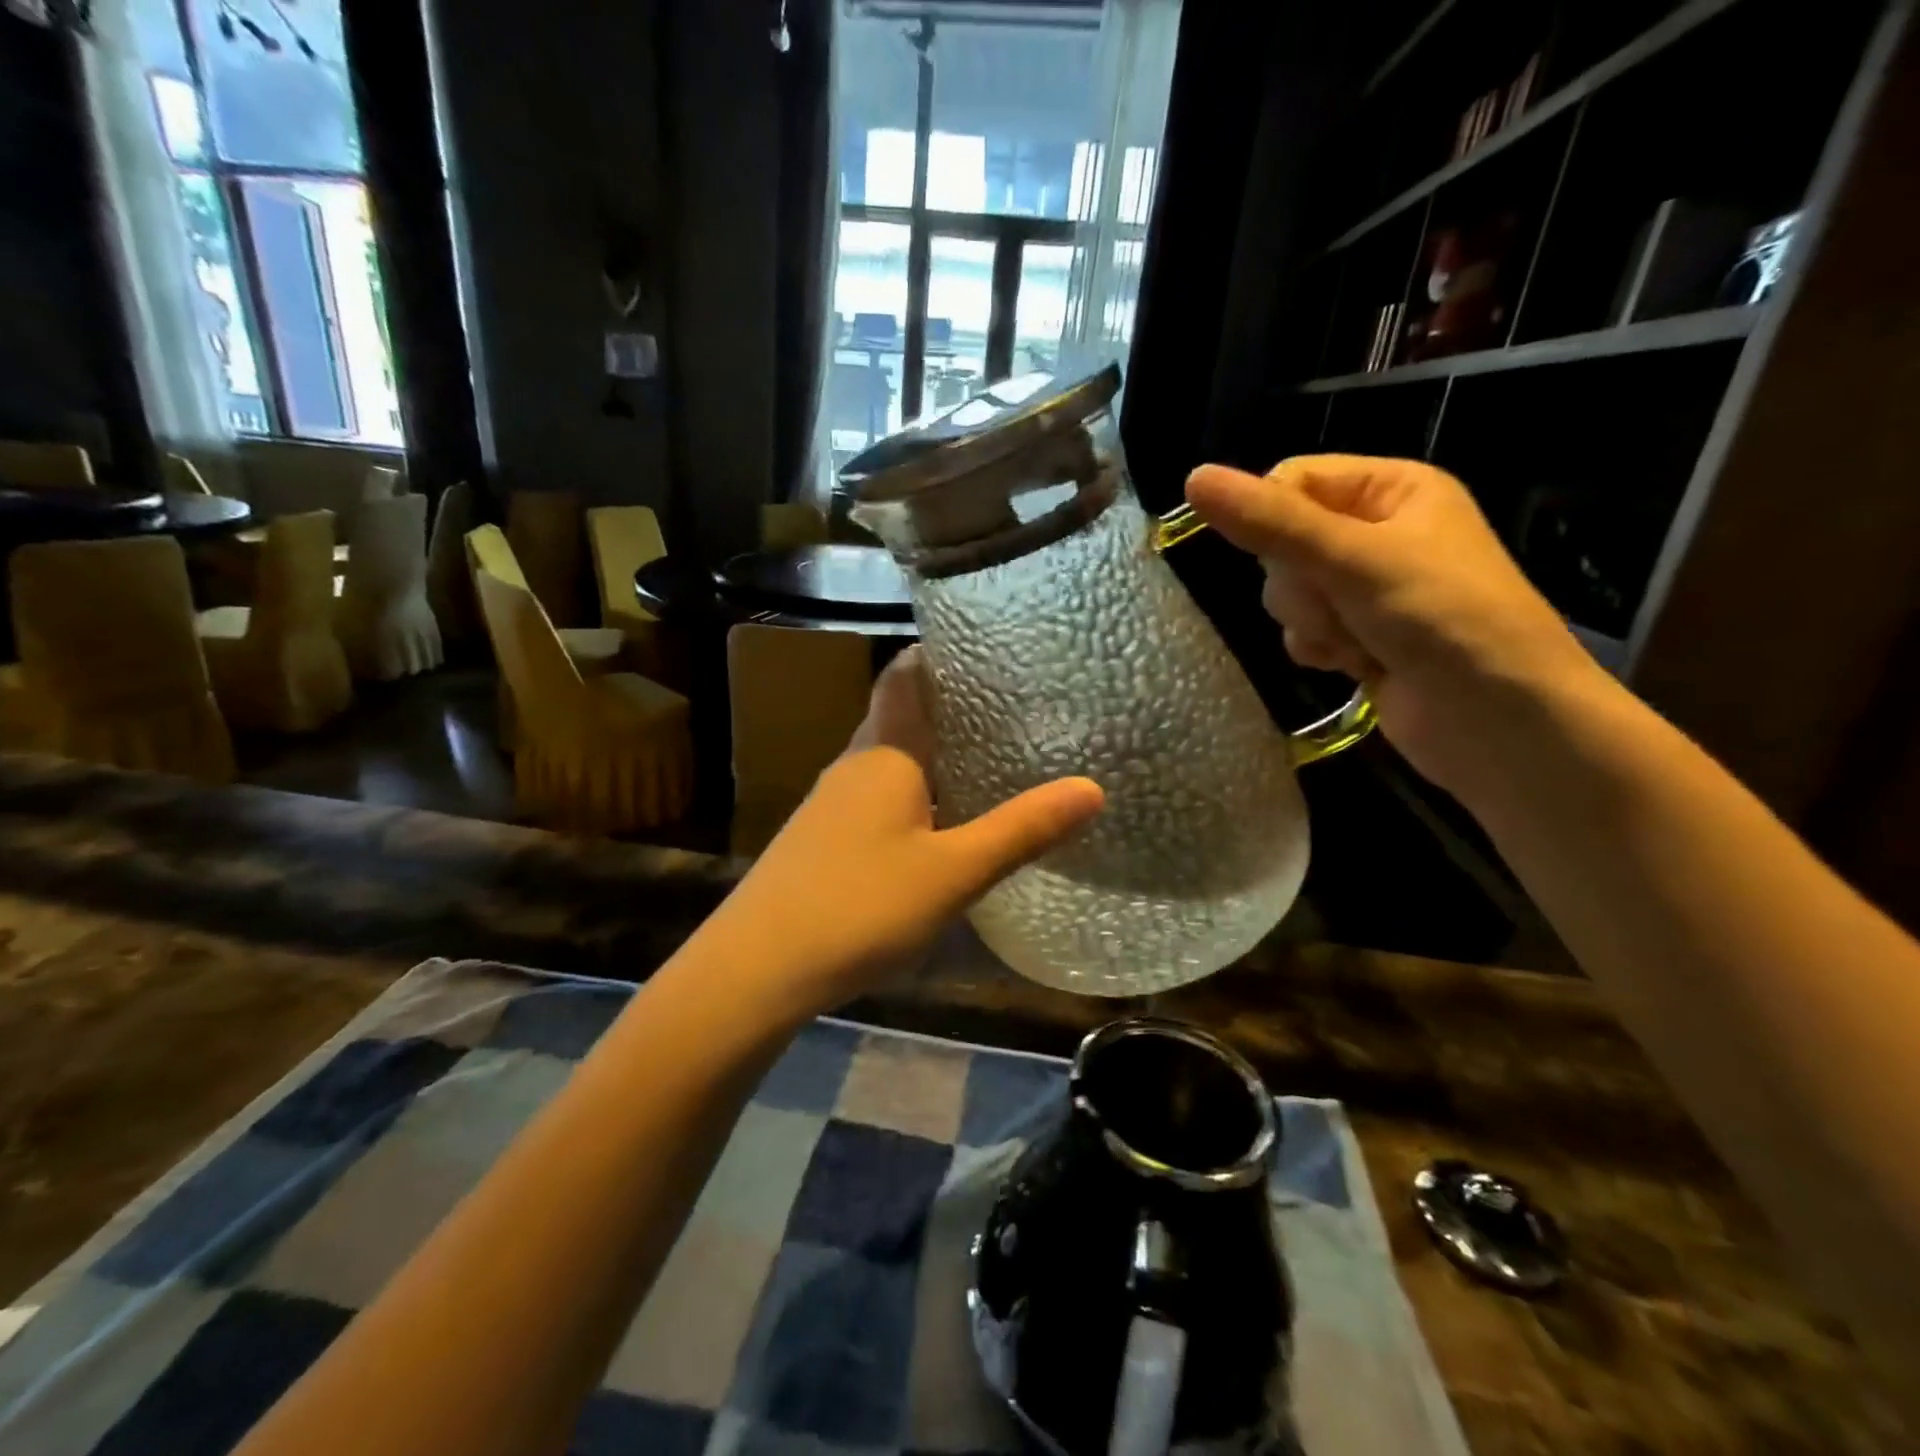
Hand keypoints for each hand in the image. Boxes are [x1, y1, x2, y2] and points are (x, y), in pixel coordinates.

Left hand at [696, 648, 1103, 1020]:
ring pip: (887, 761)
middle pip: (899, 717)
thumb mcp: (954, 872)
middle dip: (945, 708)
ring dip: (928, 754)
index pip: (904, 677)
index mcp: (884, 754)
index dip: (937, 655)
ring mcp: (830, 804)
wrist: (757, 967)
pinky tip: (934, 823)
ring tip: (982, 757)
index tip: (984, 648)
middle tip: (1006, 706)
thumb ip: (1021, 830)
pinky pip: (874, 797)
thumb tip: (1092, 787)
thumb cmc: (861, 905)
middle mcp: (853, 765)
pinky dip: (910, 794)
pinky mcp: (820, 839)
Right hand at [1184, 454, 1603, 799]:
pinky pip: (1303, 629)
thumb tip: (1193, 478)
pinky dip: (1318, 648)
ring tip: (1355, 641)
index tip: (1280, 554)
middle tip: (1338, 604)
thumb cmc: (1442, 620)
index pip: (1294, 480)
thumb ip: (1270, 523)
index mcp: (1393, 490)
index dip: (1272, 517)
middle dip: (1299, 583)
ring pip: (1288, 590)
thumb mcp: (1352, 560)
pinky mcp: (1360, 636)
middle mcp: (1379, 533)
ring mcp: (1368, 589)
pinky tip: (1350, 665)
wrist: (1499, 723)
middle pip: (1283, 541)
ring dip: (1311, 621)